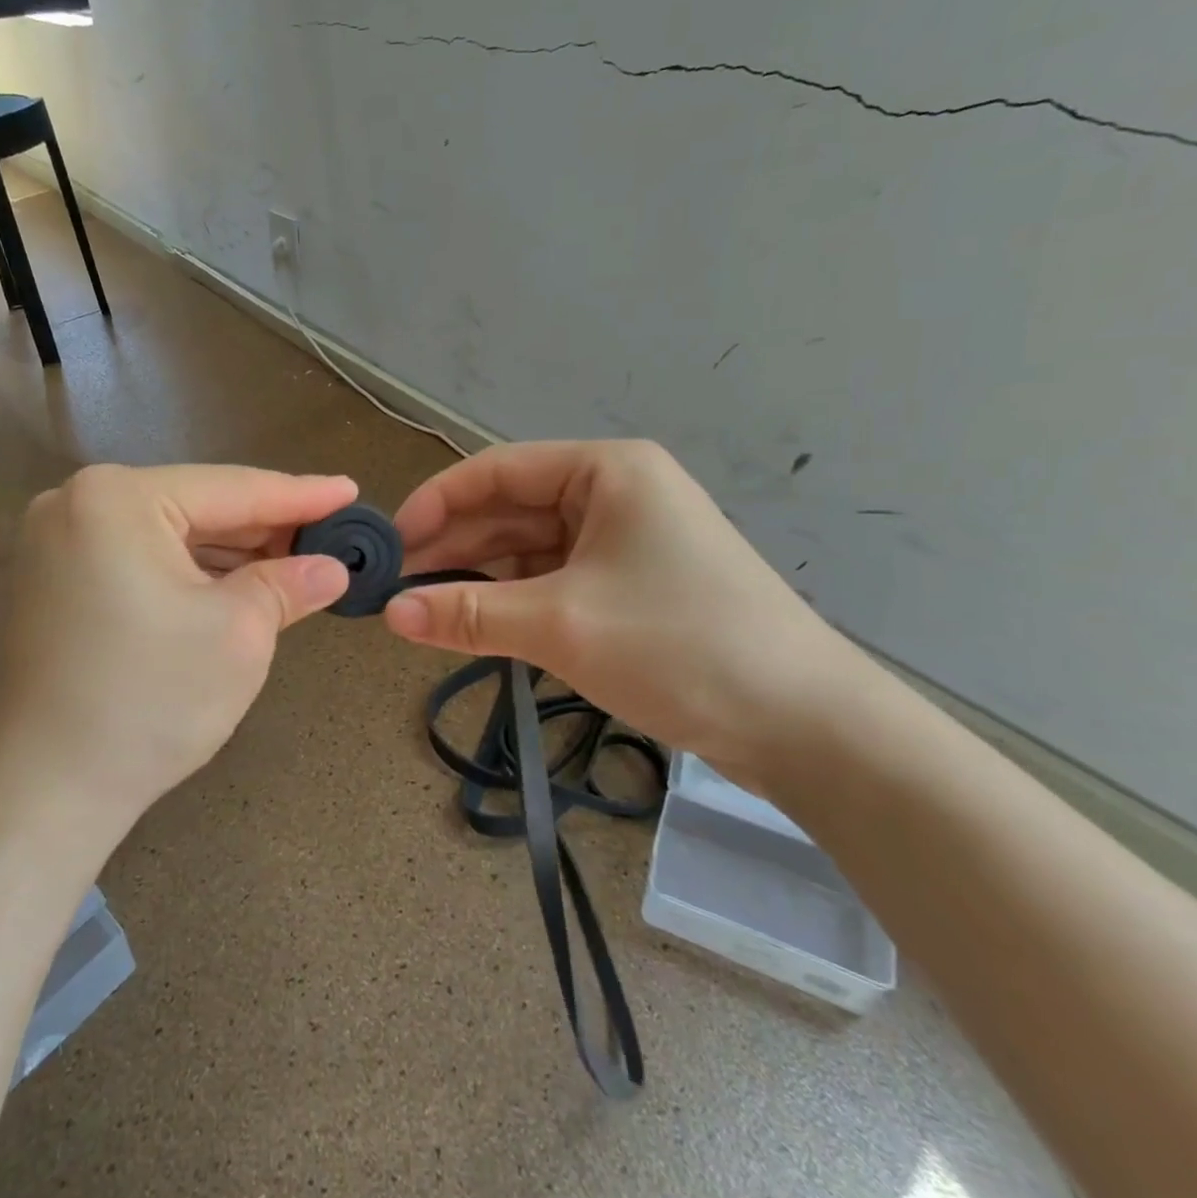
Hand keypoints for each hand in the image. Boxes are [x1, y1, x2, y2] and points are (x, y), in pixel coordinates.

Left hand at [0, 464, 354, 840]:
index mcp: (118, 498)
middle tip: (330, 533)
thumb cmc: (150, 700)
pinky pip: (141, 556)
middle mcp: (78, 502)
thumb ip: (289, 585)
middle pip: (197, 505)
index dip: (301, 494)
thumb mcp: (239, 633)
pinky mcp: (55, 579)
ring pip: (170, 532)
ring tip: (295, 560)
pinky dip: (190, 569)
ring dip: (230, 550)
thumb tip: (331, 568)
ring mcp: (58, 541)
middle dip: (265, 526)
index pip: (232, 489)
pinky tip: (236, 581)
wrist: (47, 791)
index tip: (350, 491)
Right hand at [384, 441, 858, 788]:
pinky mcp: (629, 586)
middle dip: (452, 546)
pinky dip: (511, 600)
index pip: (496, 471)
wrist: (807, 727)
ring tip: (423, 609)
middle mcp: (613, 494)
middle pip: (509, 509)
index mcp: (604, 471)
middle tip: (395, 587)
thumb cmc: (680, 647)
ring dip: (478, 576)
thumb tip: (389, 615)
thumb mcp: (560, 626)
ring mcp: (623, 541)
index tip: (390, 546)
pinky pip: (551, 580)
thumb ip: (466, 613)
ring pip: (527, 548)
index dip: (436, 503)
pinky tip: (474, 622)